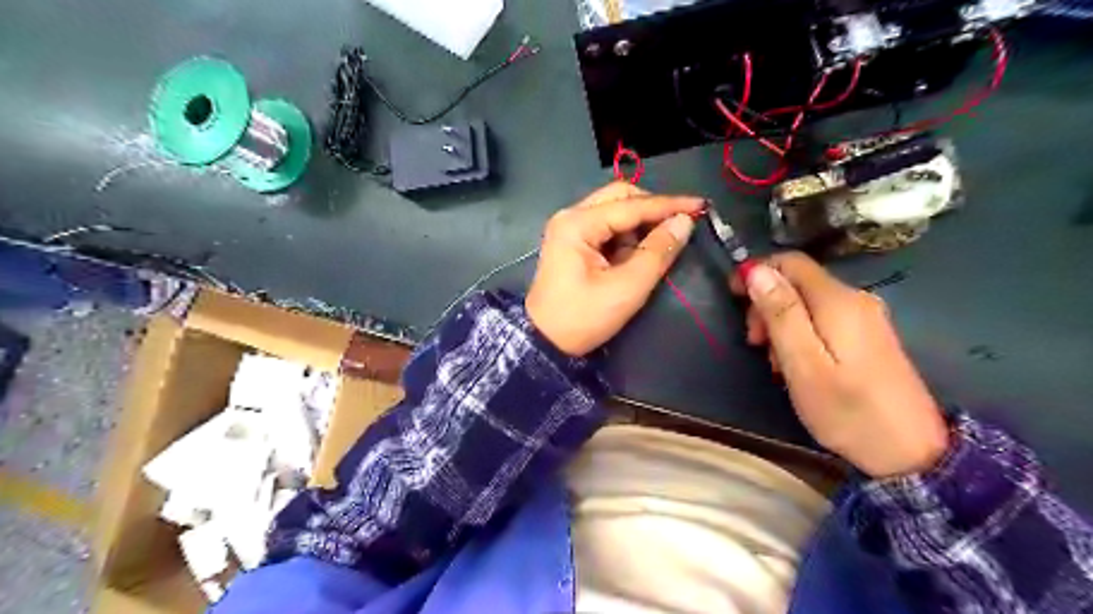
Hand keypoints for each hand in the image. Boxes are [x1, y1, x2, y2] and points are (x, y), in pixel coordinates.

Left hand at [528, 180, 699, 355]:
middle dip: (651, 209)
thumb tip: (684, 222)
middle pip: (620, 197)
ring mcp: (569, 229)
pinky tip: (637, 254)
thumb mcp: (626, 288)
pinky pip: (606, 228)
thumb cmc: (583, 317)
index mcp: (578, 223)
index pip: (631, 205)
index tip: (700, 205)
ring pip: (614, 211)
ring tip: (657, 247)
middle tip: (678, 225)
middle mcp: (571, 217)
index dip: (669, 205)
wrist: (544, 343)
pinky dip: (626, 237)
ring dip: (639, 225)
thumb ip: (657, 252)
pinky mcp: (572, 243)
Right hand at [733, 251, 948, 477]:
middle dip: (767, 304)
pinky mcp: (868, 337)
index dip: (756, 271)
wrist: (912, 454)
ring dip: (780, 323)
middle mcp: (855, 299)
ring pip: (807, 302)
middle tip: (755, 343)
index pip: (790, 262)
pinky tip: (797, 365)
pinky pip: (822, 319)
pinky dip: (799, 334)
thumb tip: (757, 270)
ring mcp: (866, 318)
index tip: (733, 298)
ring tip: (775, 363)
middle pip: (797, 282)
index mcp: (837, 301)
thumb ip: (781, 314)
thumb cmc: (848, 411)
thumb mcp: (804, 365)